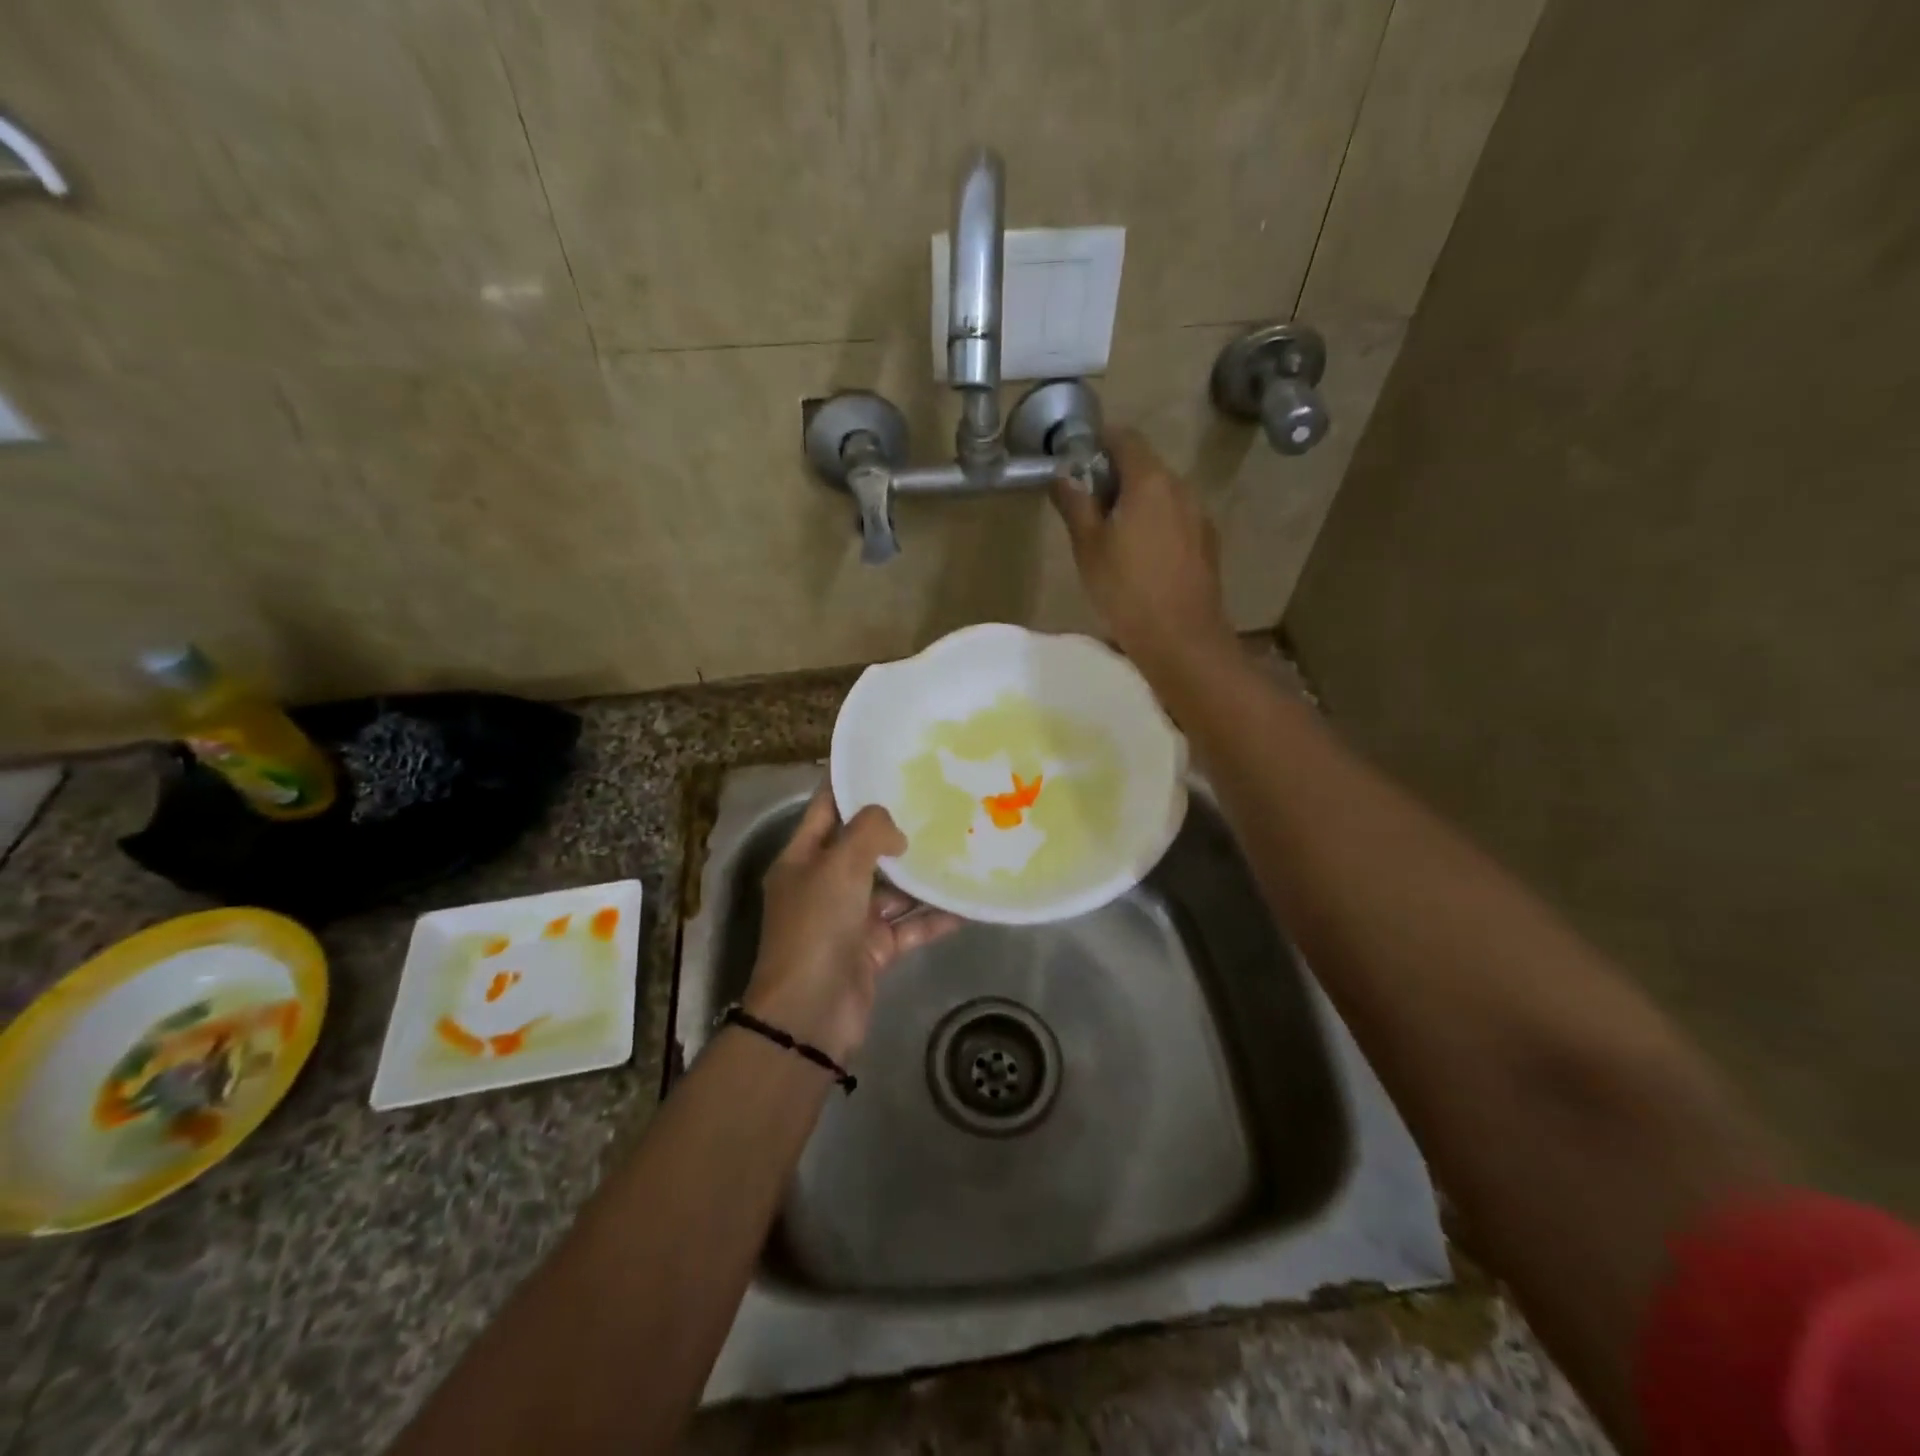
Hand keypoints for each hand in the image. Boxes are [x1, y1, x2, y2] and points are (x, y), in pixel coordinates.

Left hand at [743, 788, 960, 1064]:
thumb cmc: (816, 928)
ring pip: (891, 888)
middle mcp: (824, 884)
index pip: (826, 807)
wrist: (811, 1014)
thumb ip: (869, 832)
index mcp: (802, 858)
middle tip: (936, 800)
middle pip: (862, 846)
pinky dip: (934, 916)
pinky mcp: (873, 949)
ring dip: (920, 875)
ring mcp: (849, 918)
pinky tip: (966, 903)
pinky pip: (908, 924)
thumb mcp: (839, 867)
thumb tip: (896, 831)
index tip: (884, 760)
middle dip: (895, 827)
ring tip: (959, 845)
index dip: (850, 782)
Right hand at [1052, 427, 1236, 678]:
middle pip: (1145, 466)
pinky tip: (1141, 558)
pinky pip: (1176, 520)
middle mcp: (1181, 488)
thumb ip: (1075, 504)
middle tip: (1088, 504)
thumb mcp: (1088, 547)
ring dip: (1137, 503)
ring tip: (1112, 535)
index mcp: (1150, 481)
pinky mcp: (1207, 544)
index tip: (1078, 458)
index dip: (1100, 441)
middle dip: (1116, 476)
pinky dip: (1156, 524)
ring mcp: (1199, 516)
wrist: (1181, 638)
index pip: (1125, 439)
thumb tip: (1063, 475)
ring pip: (1162, 495)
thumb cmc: (1126, 590)